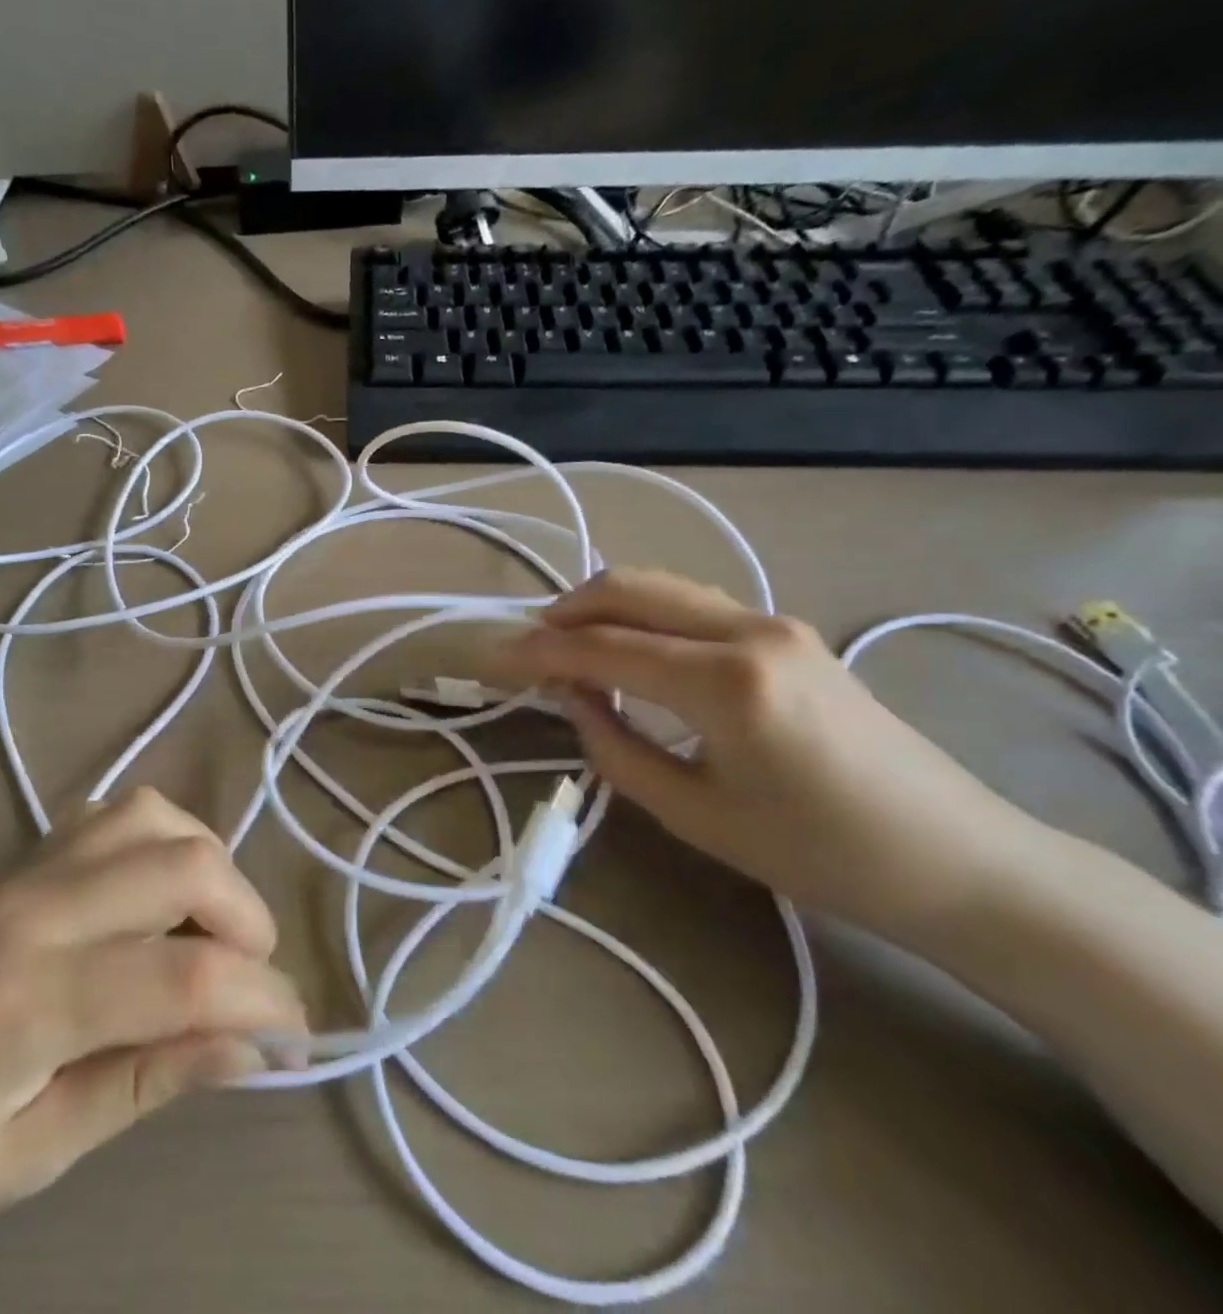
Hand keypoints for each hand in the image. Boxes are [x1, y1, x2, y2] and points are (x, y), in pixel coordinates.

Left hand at [0, 788, 306, 1285]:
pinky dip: (160, 841)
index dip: (264, 1000)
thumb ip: (147, 1081)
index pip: (186, 974)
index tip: (298, 1038)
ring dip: (207, 866)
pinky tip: (155, 899)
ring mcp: (19, 870)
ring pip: (151, 816)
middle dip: (248, 916)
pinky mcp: (14, 860)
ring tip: (212, 934)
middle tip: (254, 983)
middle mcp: (30, 908)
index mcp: (25, 1001)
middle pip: (182, 862)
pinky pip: (111, 815)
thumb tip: (250, 1047)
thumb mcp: (32, 1157)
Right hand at [499, 570, 1046, 935]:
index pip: (601, 647)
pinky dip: (641, 615)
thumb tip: (571, 698)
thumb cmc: (819, 854)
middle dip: (563, 612)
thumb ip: (615, 746)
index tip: (489, 662)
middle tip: (526, 651)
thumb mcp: (693, 813)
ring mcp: (773, 622)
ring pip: (659, 586)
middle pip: (628, 589)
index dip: (535, 653)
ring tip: (566, 650)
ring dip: (601, 607)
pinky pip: (690, 603)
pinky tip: (626, 651)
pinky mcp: (786, 632)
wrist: (958, 860)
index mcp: (724, 683)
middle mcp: (747, 630)